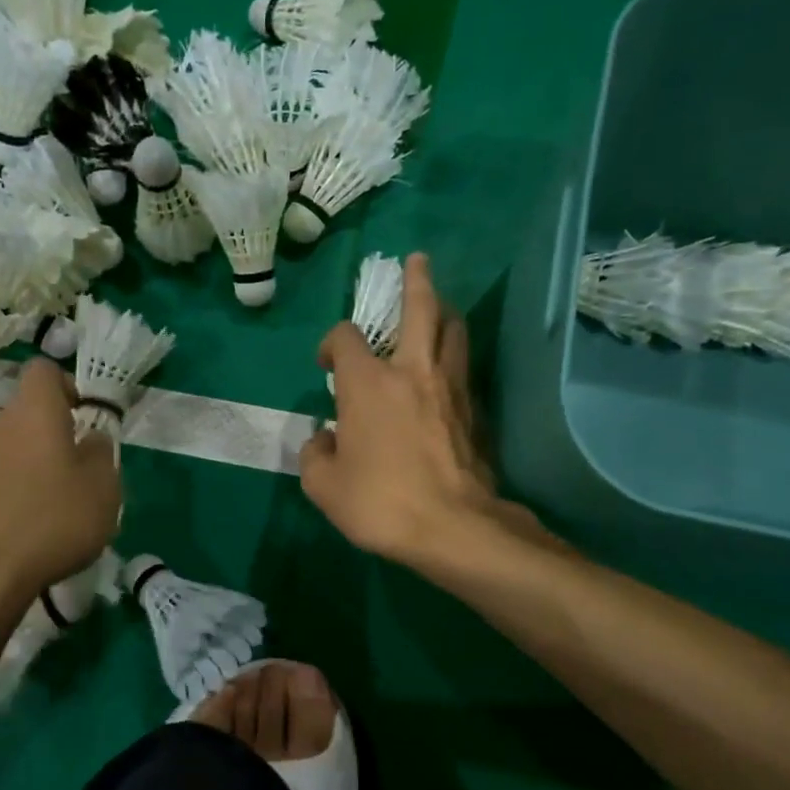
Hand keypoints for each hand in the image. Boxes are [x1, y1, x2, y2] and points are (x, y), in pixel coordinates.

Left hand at [0, 359, 121, 606]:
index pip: (42, 371)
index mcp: (34, 414)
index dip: (63, 386)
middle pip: (20, 417)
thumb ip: (101, 455)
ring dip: (15, 468)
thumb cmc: (51, 524)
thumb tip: (91, 438)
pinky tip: (2, 530)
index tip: (77, 417)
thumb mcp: (103, 492)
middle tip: (63, 481)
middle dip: (42, 440)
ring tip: (31, 512)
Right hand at [297, 254, 497, 565]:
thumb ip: (315, 455)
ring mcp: (450, 388)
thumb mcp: (323, 487)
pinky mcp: (474, 410)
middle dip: (416, 280)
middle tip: (417, 262)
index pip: (345, 338)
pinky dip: (454, 356)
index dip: (331, 343)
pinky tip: (448, 368)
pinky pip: (464, 368)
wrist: (453, 527)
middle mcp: (411, 371)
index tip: (327, 366)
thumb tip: (326, 439)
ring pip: (453, 331)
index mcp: (368, 383)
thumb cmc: (380, 502)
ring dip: (444, 312)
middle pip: (420, 308)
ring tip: (438, 309)